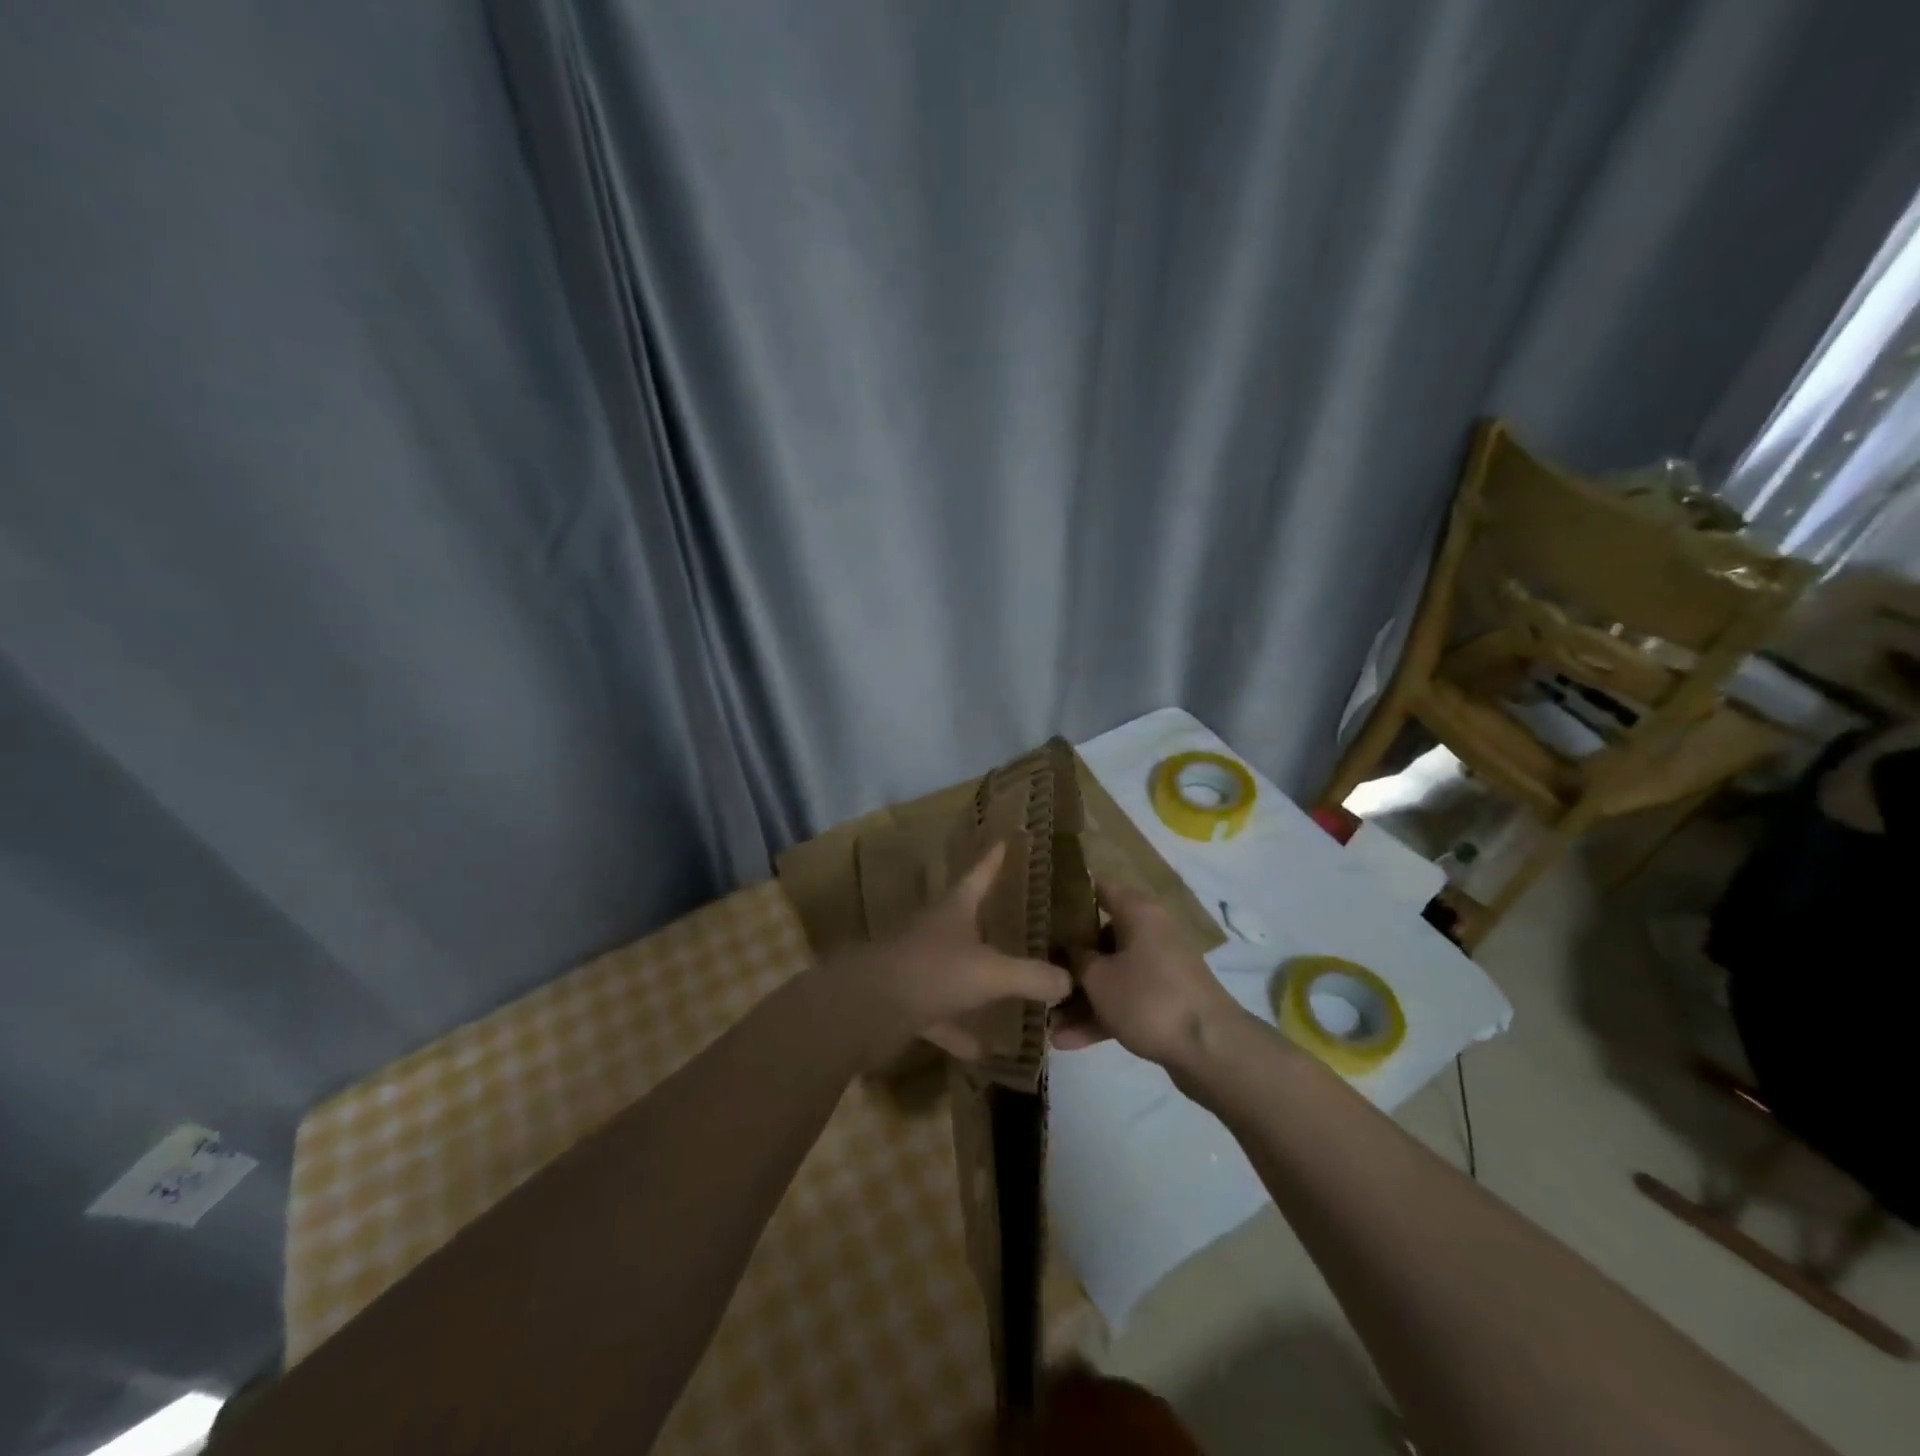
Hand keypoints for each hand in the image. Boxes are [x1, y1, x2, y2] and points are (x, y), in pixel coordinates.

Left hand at [828, 841, 1072, 1069]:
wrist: (866, 1009)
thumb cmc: (932, 972)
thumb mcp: (991, 972)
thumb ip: (1032, 976)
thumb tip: (1070, 981)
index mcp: (954, 910)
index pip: (979, 874)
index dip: (995, 858)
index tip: (1008, 839)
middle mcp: (936, 932)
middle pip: (967, 919)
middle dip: (992, 919)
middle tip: (1023, 918)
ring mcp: (919, 967)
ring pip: (956, 968)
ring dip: (978, 979)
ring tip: (1012, 989)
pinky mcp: (908, 1002)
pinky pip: (942, 1015)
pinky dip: (960, 1030)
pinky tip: (982, 1049)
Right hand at [1050, 878, 1244, 1070]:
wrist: (1211, 1050)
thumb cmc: (1149, 998)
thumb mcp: (1098, 977)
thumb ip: (1075, 960)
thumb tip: (1067, 950)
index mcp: (1138, 911)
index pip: (1098, 888)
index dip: (1067, 896)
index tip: (1037, 908)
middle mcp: (1150, 932)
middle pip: (1100, 937)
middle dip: (1067, 960)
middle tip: (1035, 971)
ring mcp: (1159, 968)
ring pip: (1111, 974)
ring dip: (1080, 998)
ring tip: (1045, 1023)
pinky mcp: (1165, 1001)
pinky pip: (1125, 1000)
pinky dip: (1101, 1016)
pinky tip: (1067, 1041)